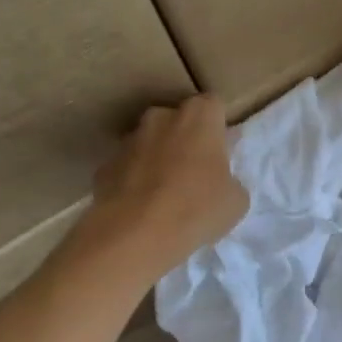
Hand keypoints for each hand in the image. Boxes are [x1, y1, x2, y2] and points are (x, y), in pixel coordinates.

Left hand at [65, 95, 248, 279]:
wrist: (136, 235)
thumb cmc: (198, 208)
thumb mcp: (236, 200)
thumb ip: (230, 180)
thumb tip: (219, 182)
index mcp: (199, 117)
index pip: (213, 105)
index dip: (218, 127)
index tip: (222, 151)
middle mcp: (161, 118)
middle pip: (177, 120)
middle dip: (185, 139)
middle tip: (196, 171)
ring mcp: (128, 141)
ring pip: (149, 142)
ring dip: (158, 158)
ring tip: (166, 194)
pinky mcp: (104, 166)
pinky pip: (127, 168)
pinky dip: (134, 181)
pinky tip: (142, 208)